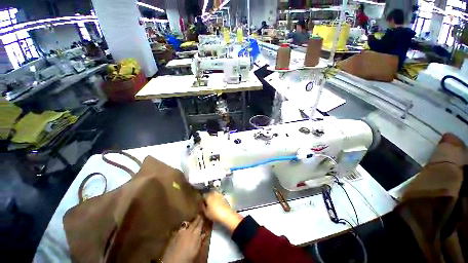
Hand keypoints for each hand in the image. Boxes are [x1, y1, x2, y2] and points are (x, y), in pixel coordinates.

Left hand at [161, 215, 204, 262]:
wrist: (172, 261)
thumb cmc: (187, 257)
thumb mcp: (196, 250)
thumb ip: (200, 240)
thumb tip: (204, 234)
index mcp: (195, 234)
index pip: (200, 224)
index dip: (202, 219)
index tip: (204, 214)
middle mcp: (188, 230)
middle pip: (194, 222)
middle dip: (197, 218)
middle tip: (199, 214)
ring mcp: (180, 232)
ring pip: (187, 224)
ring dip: (190, 222)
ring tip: (192, 221)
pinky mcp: (174, 235)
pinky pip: (180, 228)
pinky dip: (183, 227)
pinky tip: (184, 228)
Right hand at [203, 191, 242, 232]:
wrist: (226, 214)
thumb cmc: (214, 214)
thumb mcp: (205, 212)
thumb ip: (202, 207)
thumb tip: (201, 203)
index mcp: (208, 195)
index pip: (202, 196)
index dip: (201, 200)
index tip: (201, 204)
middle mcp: (213, 192)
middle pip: (208, 194)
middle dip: (207, 198)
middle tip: (206, 204)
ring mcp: (219, 193)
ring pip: (213, 195)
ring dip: (212, 198)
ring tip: (211, 204)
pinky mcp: (223, 196)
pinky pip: (218, 196)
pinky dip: (216, 199)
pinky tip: (216, 204)